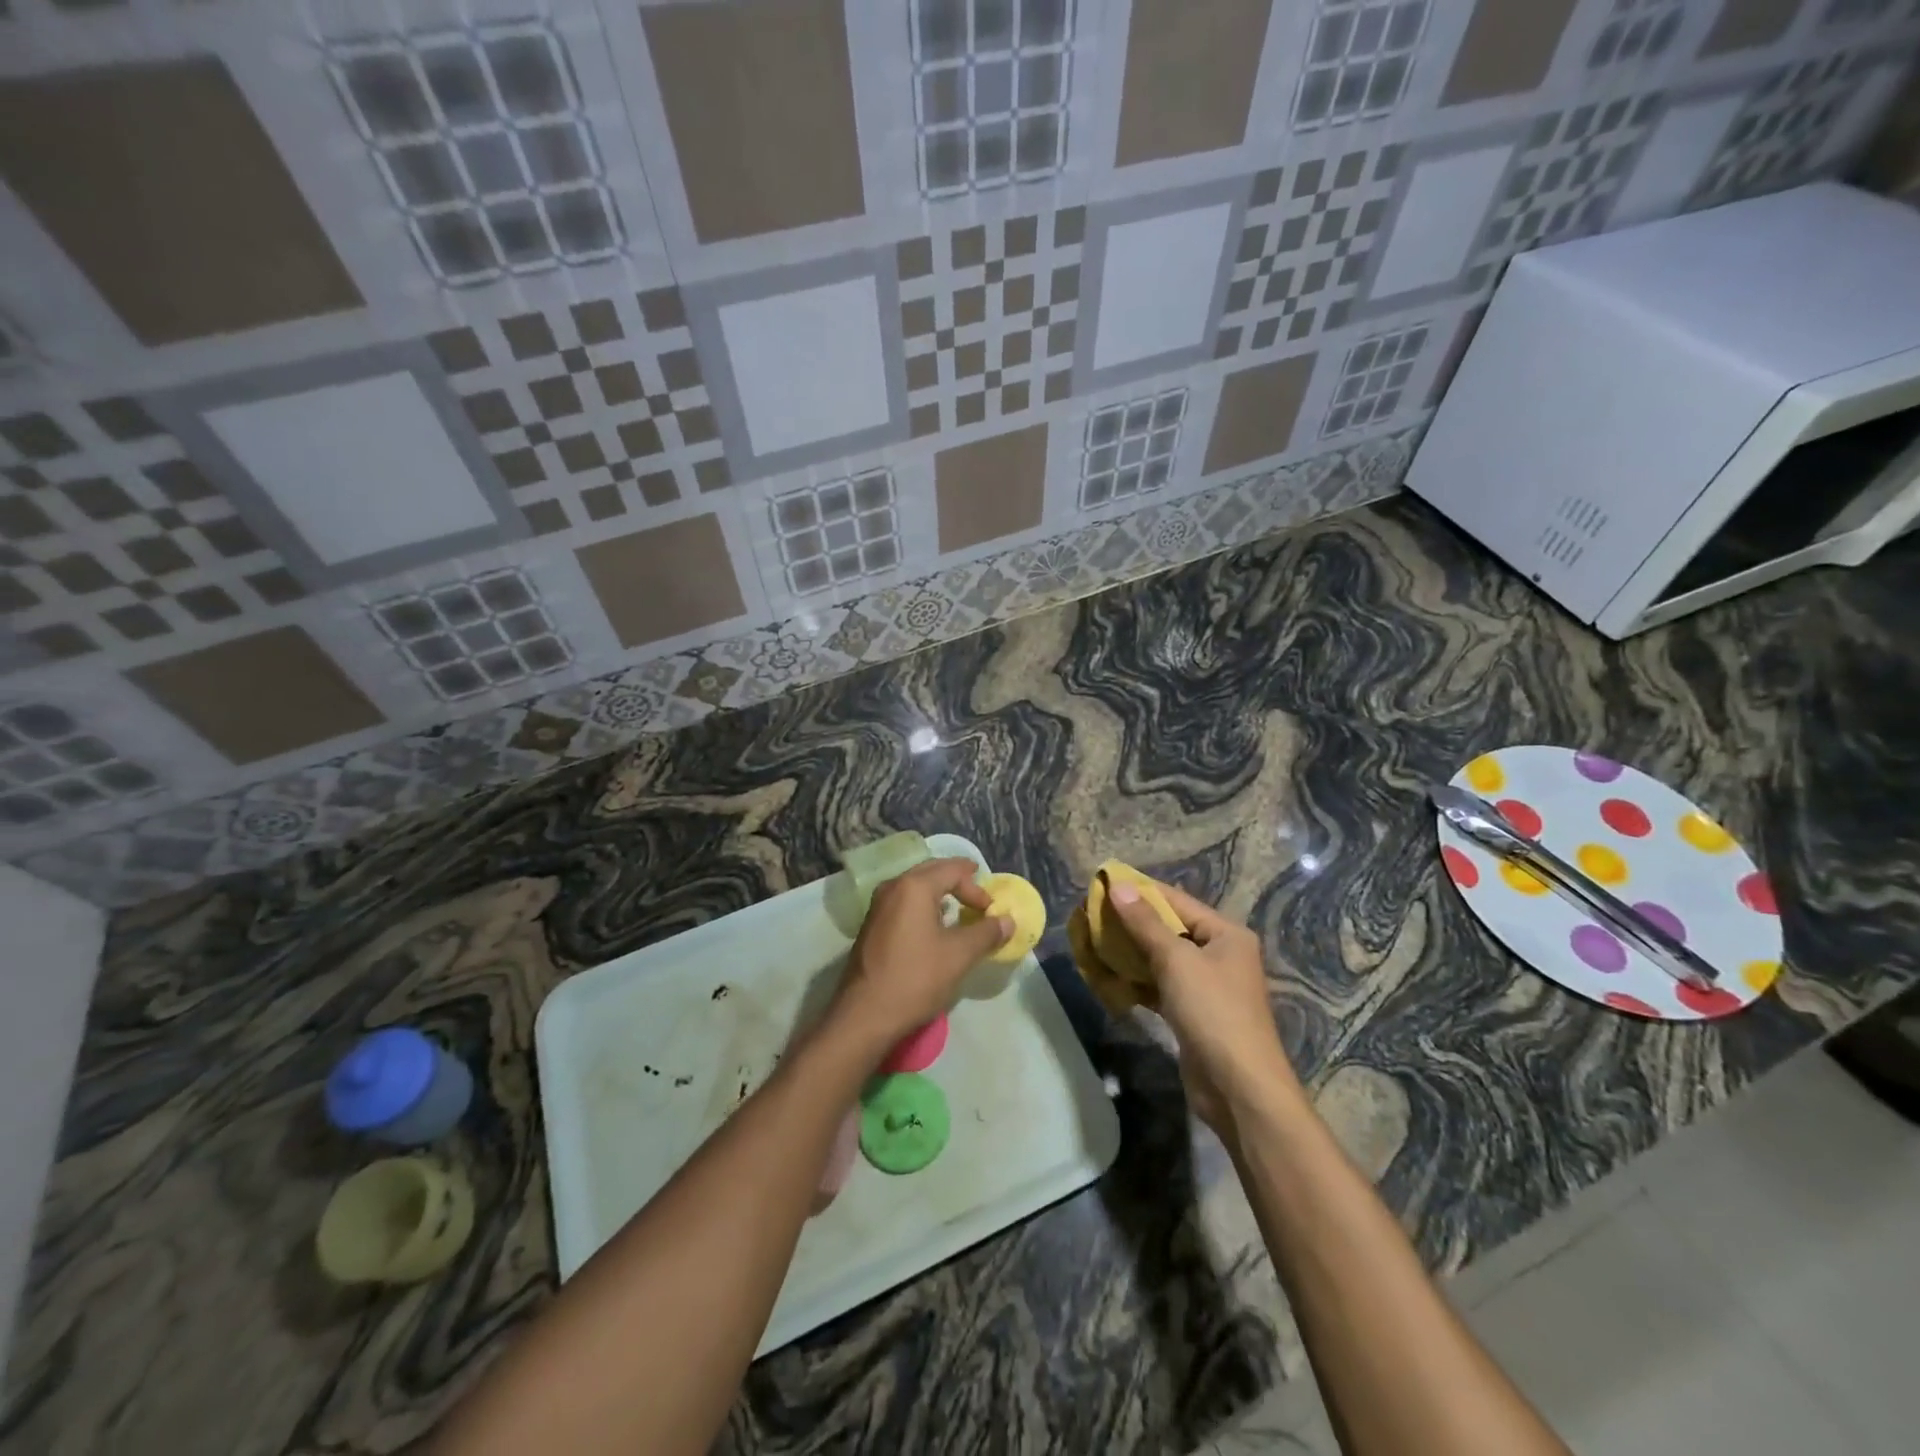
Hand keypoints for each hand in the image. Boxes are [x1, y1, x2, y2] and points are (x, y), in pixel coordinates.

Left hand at [830, 858, 1010, 1049]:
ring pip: (915, 887)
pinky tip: (933, 928)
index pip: (952, 870)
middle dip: (958, 881)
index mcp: (913, 887)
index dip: (976, 887)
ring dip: (939, 894)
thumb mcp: (959, 955)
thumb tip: (1007, 920)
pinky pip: (904, 903)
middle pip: (931, 871)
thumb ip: (986, 933)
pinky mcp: (872, 926)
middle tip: (979, 896)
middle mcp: (892, 887)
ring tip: (958, 911)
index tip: (991, 910)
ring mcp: (878, 906)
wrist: (865, 1015)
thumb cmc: (915, 978)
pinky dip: (924, 907)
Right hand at [1104, 879, 1296, 1132]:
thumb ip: (1145, 923)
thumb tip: (1119, 886)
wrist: (1239, 1088)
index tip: (1104, 883)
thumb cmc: (1212, 1012)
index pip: (1177, 901)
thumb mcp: (1176, 960)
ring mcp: (1208, 986)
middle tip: (1093, 915)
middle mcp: (1220, 955)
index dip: (1141, 891)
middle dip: (1133, 923)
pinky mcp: (1193, 1014)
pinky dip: (1138, 981)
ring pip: (1163, 959)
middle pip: (1170, 929)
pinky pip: (1161, 986)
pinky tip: (1110, 977)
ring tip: (1095, 941)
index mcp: (1226, 934)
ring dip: (1132, 953)